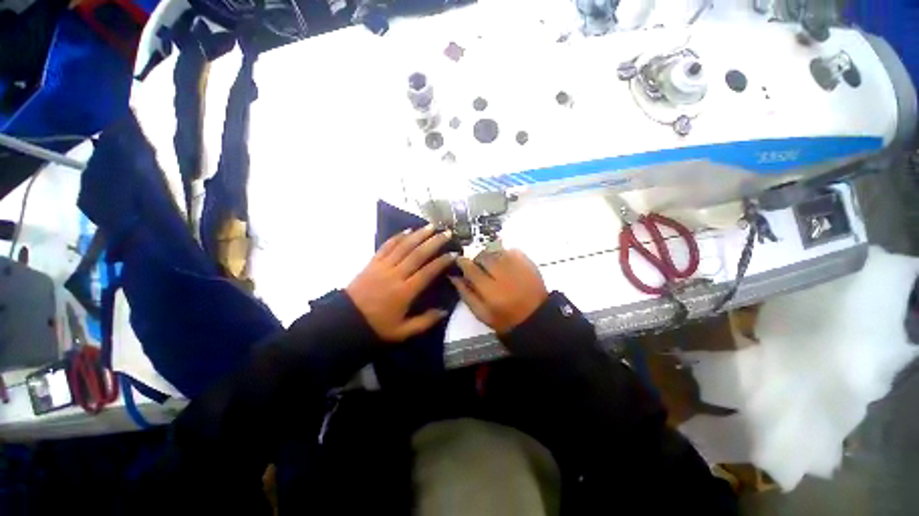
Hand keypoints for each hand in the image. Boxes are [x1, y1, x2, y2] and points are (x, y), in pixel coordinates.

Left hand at [347, 226, 455, 341]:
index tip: (453, 253)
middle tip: (446, 233)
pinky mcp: (373, 262)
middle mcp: (395, 275)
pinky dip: (397, 237)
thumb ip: (425, 322)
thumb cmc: (376, 326)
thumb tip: (444, 311)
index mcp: (405, 292)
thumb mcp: (402, 331)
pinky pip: (386, 246)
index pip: (427, 272)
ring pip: (403, 246)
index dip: (441, 262)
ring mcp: (383, 266)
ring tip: (431, 226)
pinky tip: (407, 231)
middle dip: (434, 242)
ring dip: (418, 235)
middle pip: (417, 254)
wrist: (345, 320)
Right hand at [450, 249, 548, 333]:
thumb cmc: (505, 319)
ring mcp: (517, 266)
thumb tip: (454, 277)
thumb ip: (466, 294)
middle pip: (483, 255)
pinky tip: (503, 262)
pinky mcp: (528, 262)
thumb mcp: (481, 313)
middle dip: (476, 257)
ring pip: (497, 250)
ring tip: (490, 263)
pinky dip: (504, 252)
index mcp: (490, 290)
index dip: (463, 262)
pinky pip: (512, 250)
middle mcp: (503, 274)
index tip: (459, 260)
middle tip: (476, 263)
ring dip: (489, 254)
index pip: (471, 269)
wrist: (536, 318)